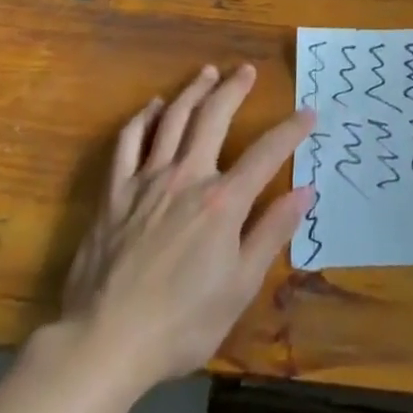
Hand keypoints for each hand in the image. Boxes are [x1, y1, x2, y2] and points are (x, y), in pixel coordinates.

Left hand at [59, 64, 315, 388]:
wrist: (105, 342)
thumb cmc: (182, 324)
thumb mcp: (240, 287)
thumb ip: (272, 233)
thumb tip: (304, 192)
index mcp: (222, 202)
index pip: (266, 154)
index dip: (291, 130)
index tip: (308, 113)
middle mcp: (186, 177)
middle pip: (213, 118)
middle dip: (234, 89)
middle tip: (247, 70)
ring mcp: (146, 180)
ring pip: (172, 119)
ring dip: (193, 91)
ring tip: (207, 73)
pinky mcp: (114, 192)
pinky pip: (128, 142)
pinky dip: (142, 118)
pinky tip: (152, 107)